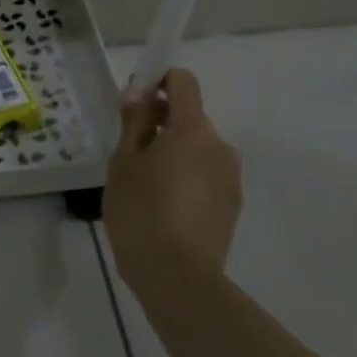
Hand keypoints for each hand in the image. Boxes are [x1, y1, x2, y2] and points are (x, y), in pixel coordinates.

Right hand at [102, 68, 241, 296]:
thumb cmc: (140, 210)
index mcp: (192, 129)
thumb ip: (135, 122)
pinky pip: (206, 175)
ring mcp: (230, 176)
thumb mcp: (124, 162)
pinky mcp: (232, 204)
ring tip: (145, 183)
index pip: (183, 82)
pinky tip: (163, 205)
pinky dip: (186, 177)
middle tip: (130, 150)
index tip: (135, 102)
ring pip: (198, 148)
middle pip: (190, 117)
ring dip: (175, 152)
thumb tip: (139, 93)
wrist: (177, 275)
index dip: (159, 81)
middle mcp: (219, 145)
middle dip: (163, 123)